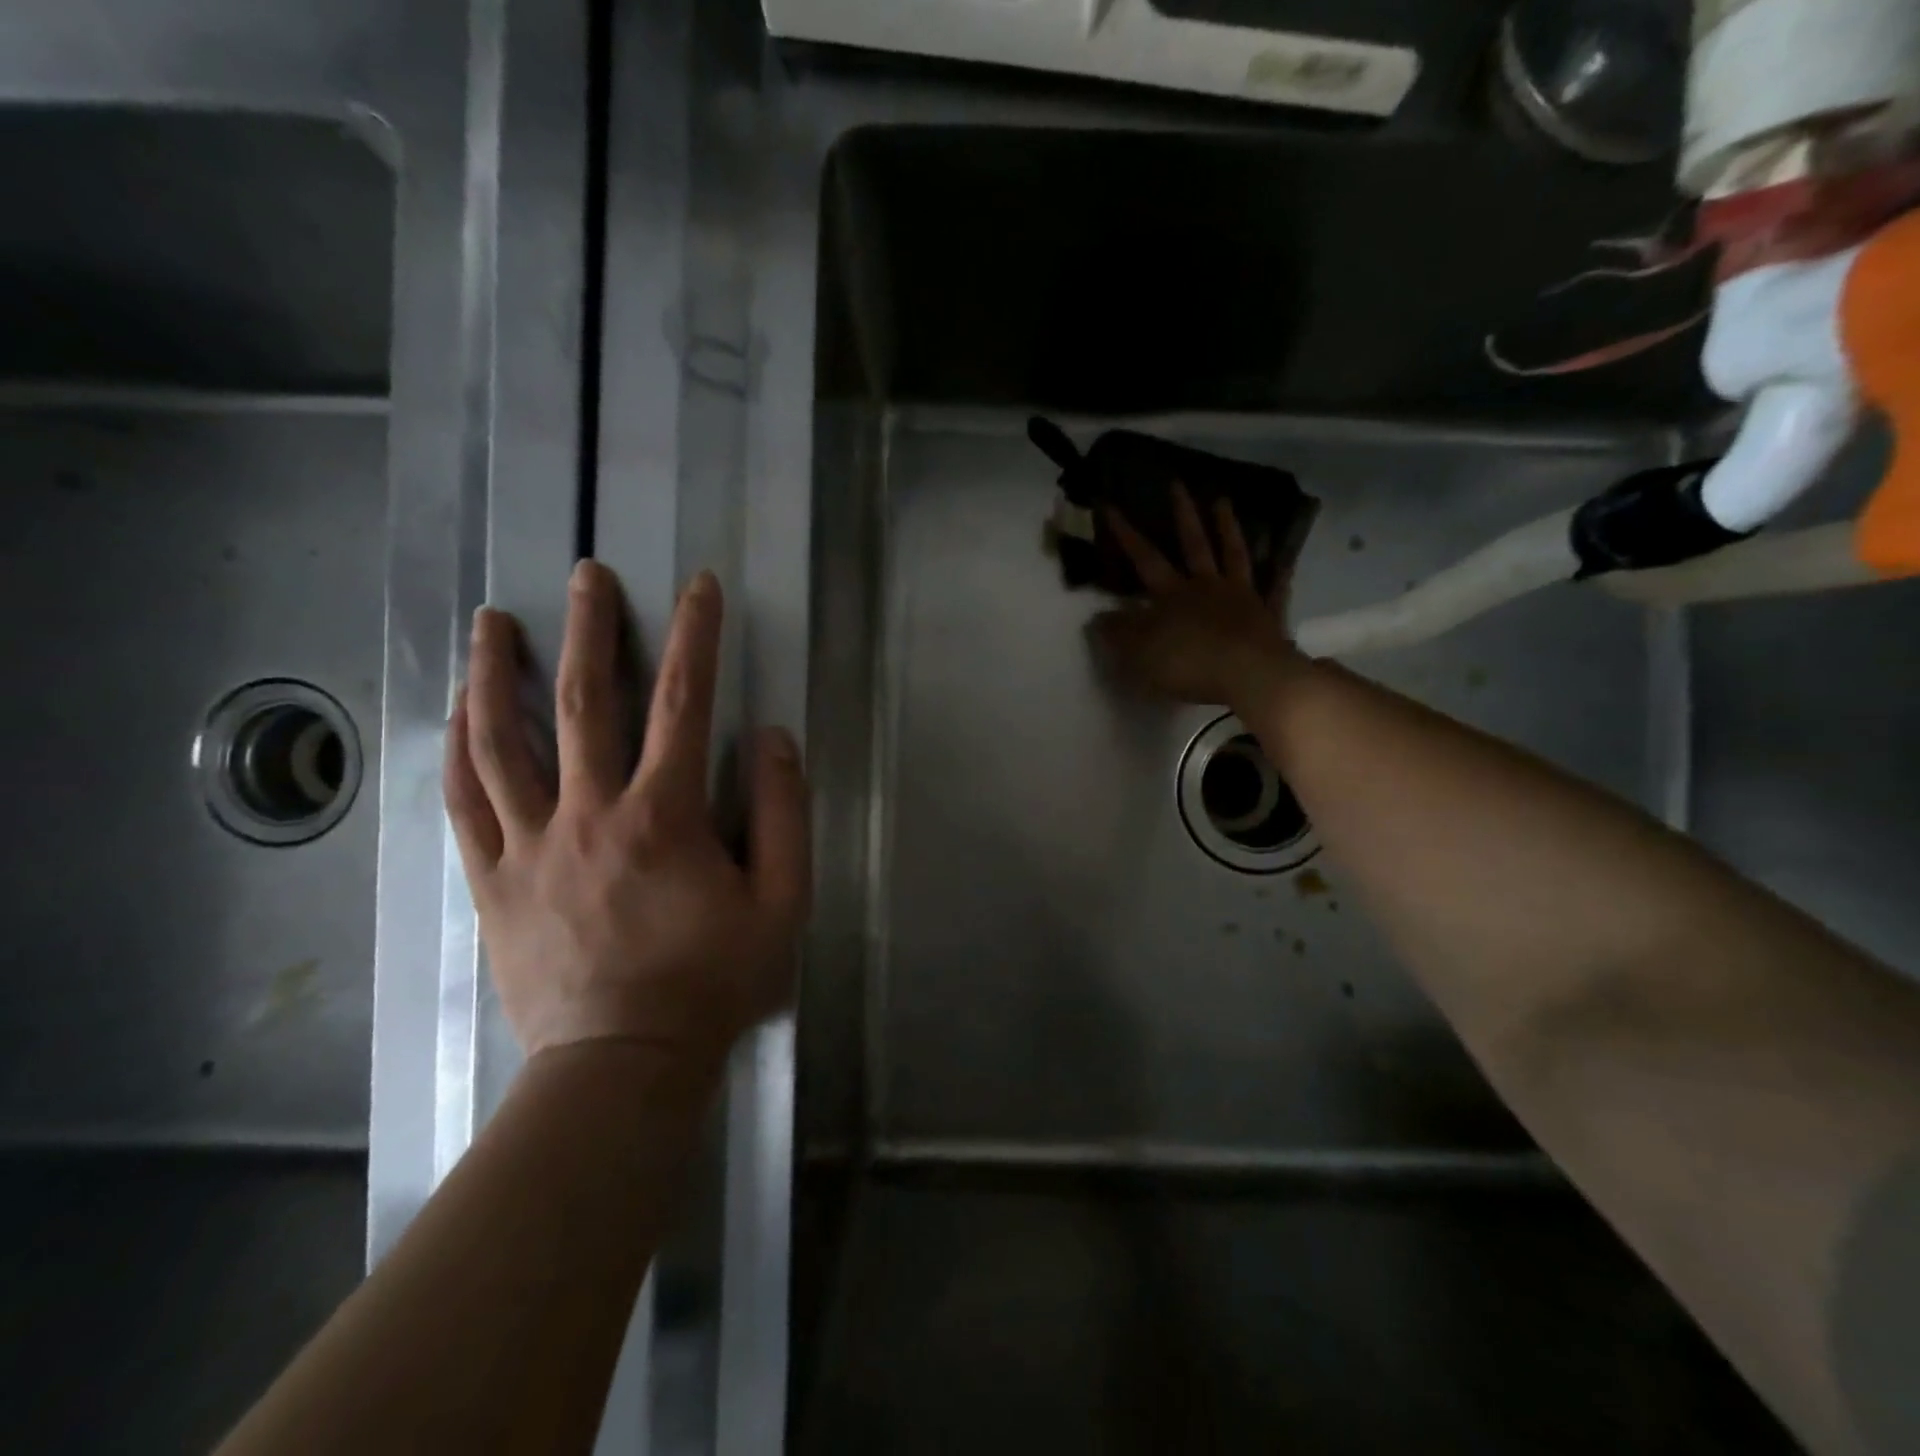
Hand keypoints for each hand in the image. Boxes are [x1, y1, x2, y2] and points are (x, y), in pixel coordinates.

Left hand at [444, 562, 810, 1068]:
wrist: (622, 1063)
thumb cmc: (712, 982)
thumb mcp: (782, 903)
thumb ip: (784, 815)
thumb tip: (773, 738)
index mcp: (664, 816)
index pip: (683, 704)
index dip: (695, 637)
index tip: (698, 588)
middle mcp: (589, 814)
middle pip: (584, 704)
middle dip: (591, 630)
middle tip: (585, 575)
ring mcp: (530, 845)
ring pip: (502, 744)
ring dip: (497, 675)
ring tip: (490, 623)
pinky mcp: (494, 880)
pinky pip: (465, 804)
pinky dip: (459, 750)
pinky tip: (457, 714)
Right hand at [1090, 484, 1307, 708]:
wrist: (1249, 675)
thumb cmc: (1188, 664)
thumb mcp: (1139, 654)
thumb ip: (1118, 633)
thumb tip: (1098, 617)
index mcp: (1172, 595)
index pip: (1144, 558)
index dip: (1125, 533)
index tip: (1110, 504)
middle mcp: (1206, 586)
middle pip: (1193, 544)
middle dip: (1182, 514)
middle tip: (1177, 483)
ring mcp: (1241, 596)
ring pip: (1233, 554)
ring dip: (1227, 527)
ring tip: (1223, 501)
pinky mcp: (1268, 615)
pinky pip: (1275, 588)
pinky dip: (1279, 572)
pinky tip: (1284, 559)